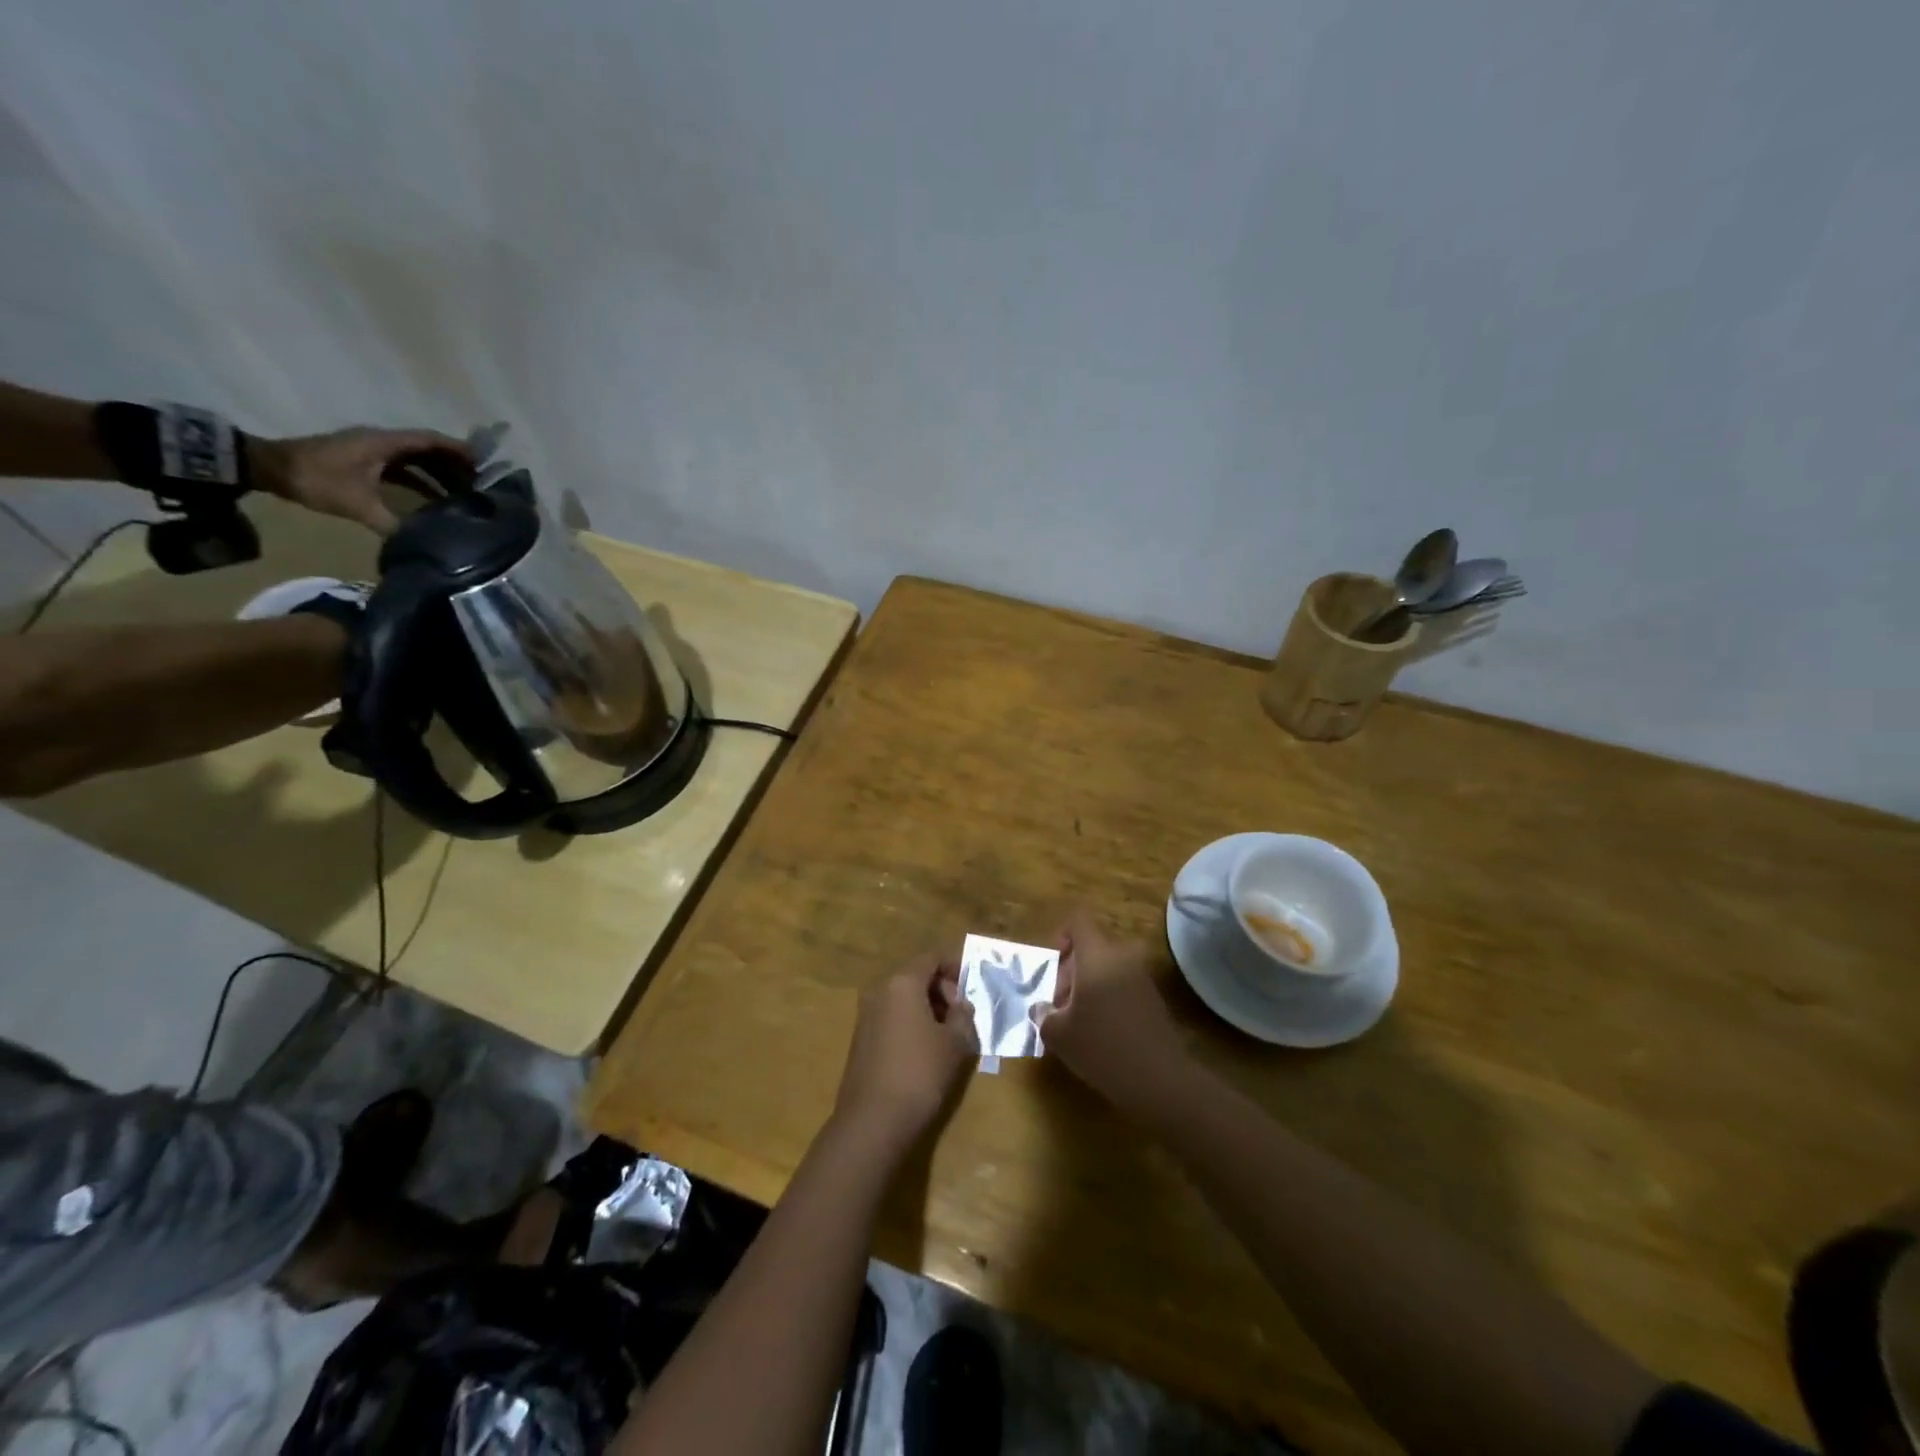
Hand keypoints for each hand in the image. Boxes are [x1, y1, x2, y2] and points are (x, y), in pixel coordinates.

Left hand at [252, 426, 468, 535]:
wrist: (268, 468)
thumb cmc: (316, 480)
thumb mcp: (357, 505)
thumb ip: (391, 523)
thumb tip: (421, 542)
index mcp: (383, 443)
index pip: (429, 440)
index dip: (457, 450)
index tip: (483, 464)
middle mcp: (382, 441)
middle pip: (427, 449)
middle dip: (455, 466)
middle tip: (480, 486)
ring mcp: (373, 449)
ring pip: (416, 459)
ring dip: (440, 474)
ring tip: (463, 494)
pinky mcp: (365, 460)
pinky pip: (403, 467)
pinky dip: (422, 480)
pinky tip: (434, 499)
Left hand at [833, 955, 977, 1149]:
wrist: (873, 1121)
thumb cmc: (920, 1073)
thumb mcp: (955, 1043)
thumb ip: (963, 1015)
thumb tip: (960, 1005)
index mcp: (903, 983)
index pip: (932, 958)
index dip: (955, 966)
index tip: (973, 986)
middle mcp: (880, 990)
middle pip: (916, 976)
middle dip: (942, 989)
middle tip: (963, 1015)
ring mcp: (866, 1014)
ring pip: (903, 998)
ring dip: (927, 1007)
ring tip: (949, 1034)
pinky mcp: (861, 1038)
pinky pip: (892, 1017)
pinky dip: (911, 1022)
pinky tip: (926, 1049)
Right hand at [1033, 909, 1188, 1103]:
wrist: (1160, 1079)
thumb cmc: (1102, 1047)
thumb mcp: (1059, 1034)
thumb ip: (1043, 1015)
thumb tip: (1041, 1009)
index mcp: (1097, 956)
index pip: (1078, 922)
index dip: (1062, 937)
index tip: (1052, 967)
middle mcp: (1122, 957)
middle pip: (1090, 948)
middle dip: (1069, 972)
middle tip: (1058, 1006)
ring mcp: (1141, 977)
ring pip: (1106, 968)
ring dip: (1088, 987)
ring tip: (1076, 1022)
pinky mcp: (1153, 999)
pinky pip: (1121, 985)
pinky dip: (1106, 999)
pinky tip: (1099, 1032)